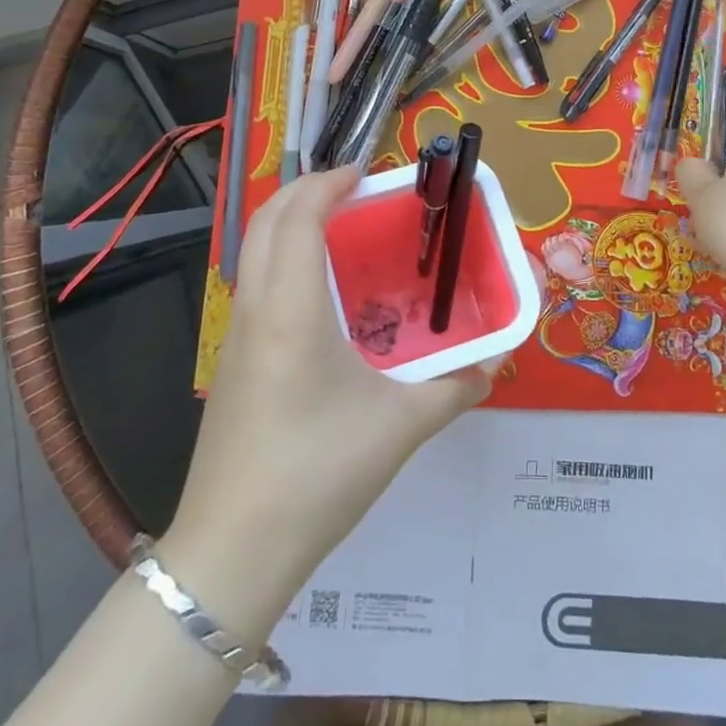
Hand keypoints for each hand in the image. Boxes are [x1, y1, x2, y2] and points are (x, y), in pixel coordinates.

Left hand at [161, 167, 491, 633]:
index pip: (299, 217)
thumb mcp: (400, 428)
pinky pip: (254, 282)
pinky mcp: (231, 363)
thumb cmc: (318, 474)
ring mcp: (236, 336)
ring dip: (290, 222)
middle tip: (355, 191)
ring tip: (340, 230)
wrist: (233, 552)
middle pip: (266, 221)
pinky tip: (320, 293)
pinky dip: (282, 257)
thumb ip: (455, 389)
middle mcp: (256, 308)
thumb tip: (494, 363)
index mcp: (292, 309)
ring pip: (253, 250)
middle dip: (305, 190)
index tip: (366, 173)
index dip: (328, 183)